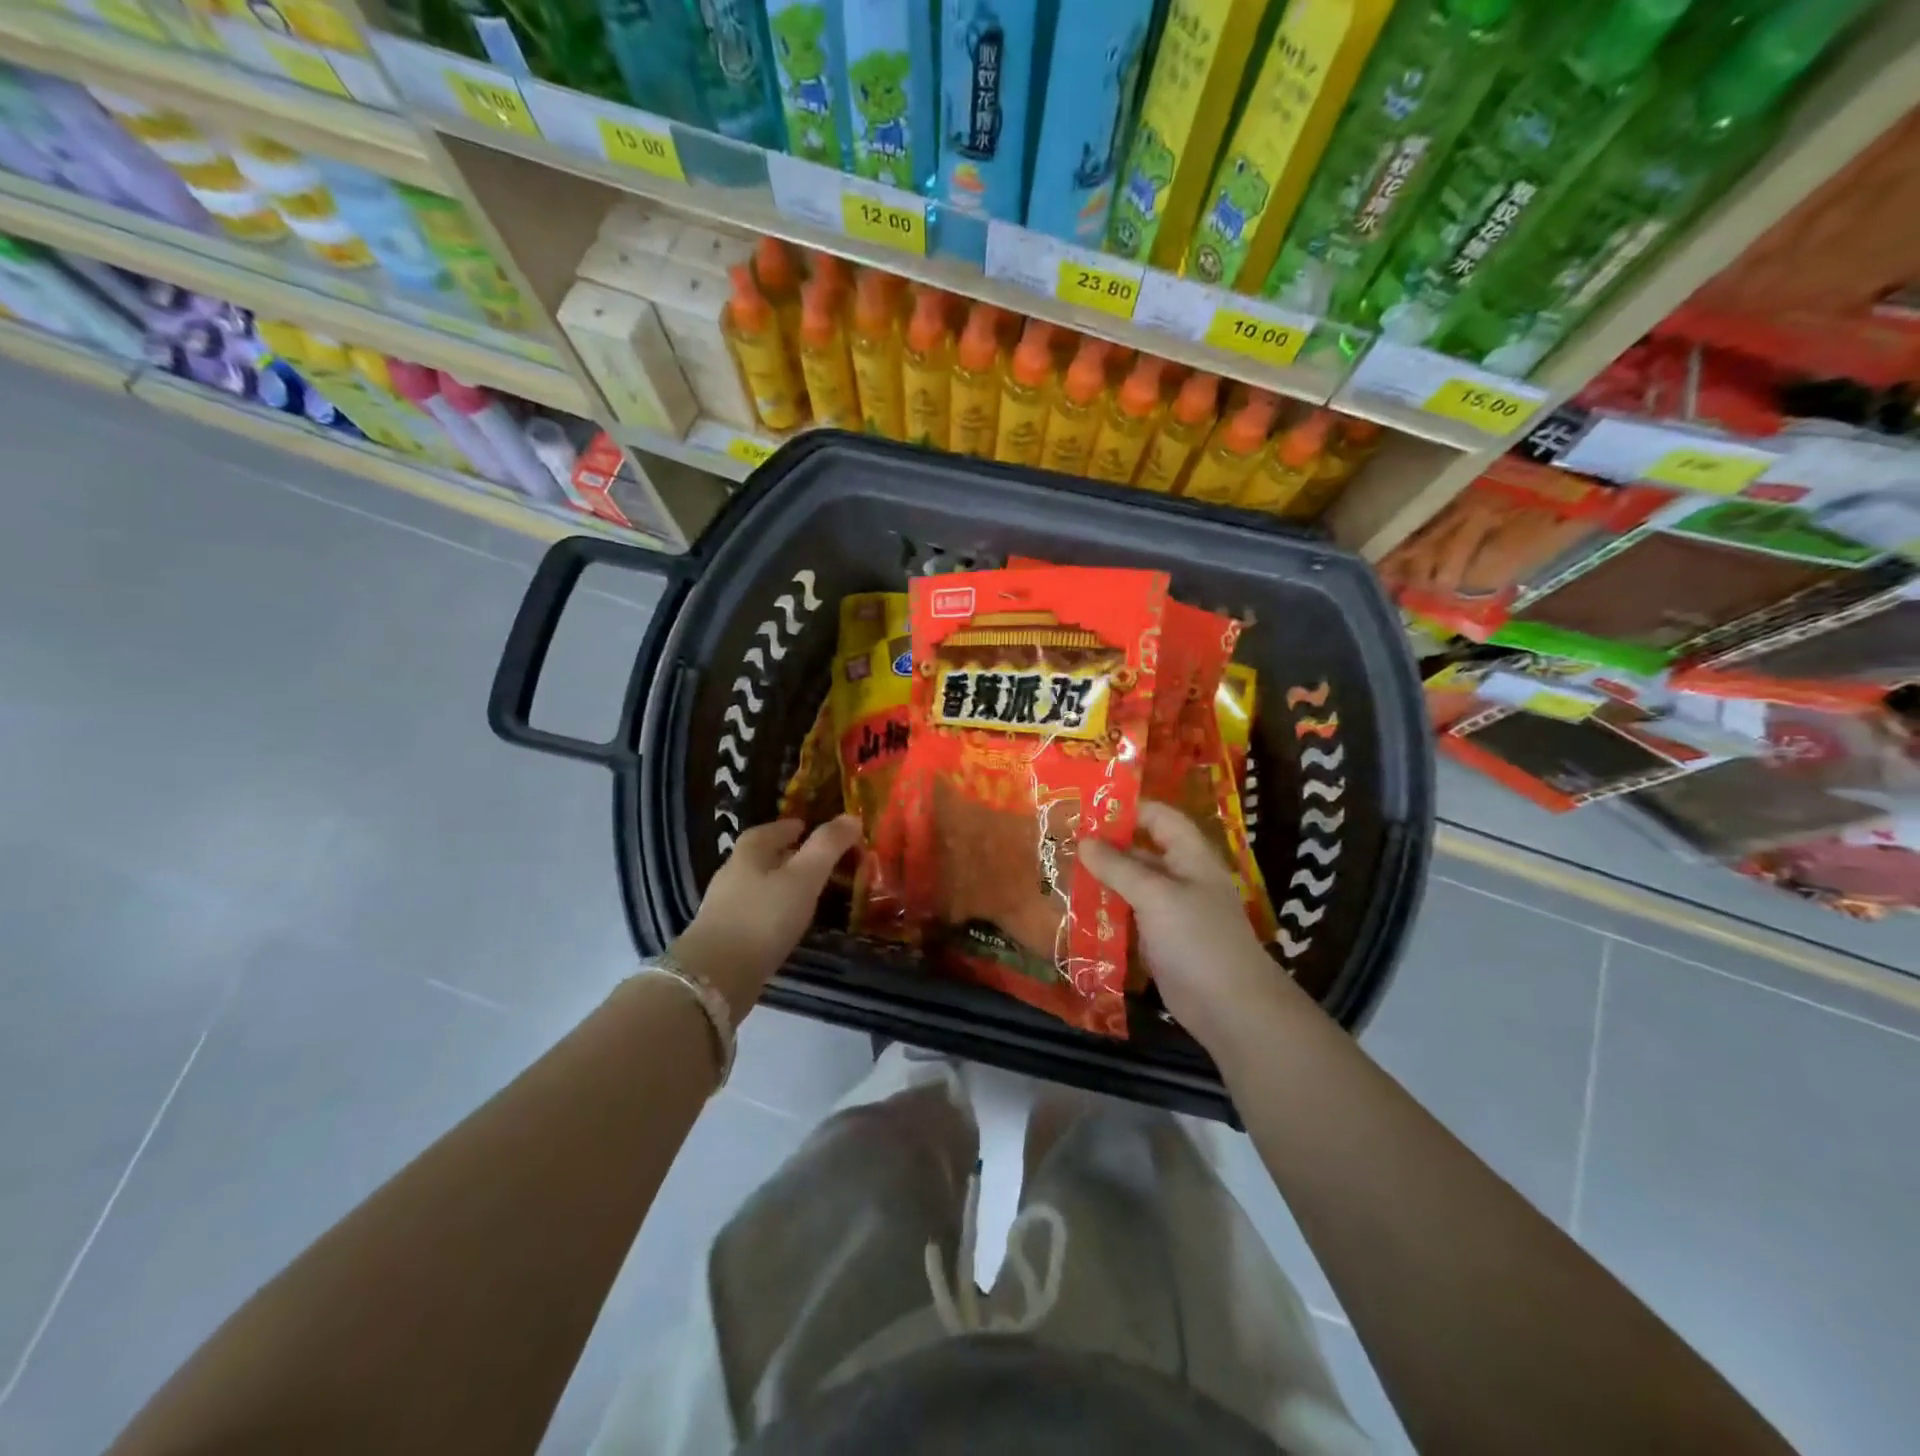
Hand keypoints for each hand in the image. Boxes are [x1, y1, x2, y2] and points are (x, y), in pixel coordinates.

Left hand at [672, 815, 862, 1018]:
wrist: (716, 976)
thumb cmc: (764, 916)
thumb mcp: (805, 877)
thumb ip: (827, 846)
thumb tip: (852, 816)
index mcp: (748, 853)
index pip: (768, 830)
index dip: (788, 827)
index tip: (807, 827)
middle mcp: (731, 874)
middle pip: (759, 857)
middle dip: (784, 855)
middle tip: (812, 860)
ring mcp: (723, 907)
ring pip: (756, 886)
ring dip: (778, 885)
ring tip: (805, 893)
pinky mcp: (723, 937)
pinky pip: (752, 913)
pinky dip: (770, 912)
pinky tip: (785, 924)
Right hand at [1081, 802, 1301, 1052]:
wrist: (1230, 1008)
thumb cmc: (1196, 938)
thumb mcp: (1155, 895)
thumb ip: (1118, 867)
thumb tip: (1083, 841)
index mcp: (1190, 855)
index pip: (1159, 817)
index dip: (1127, 809)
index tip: (1086, 809)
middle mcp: (1181, 877)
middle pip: (1141, 851)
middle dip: (1105, 846)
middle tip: (1061, 842)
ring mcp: (1170, 910)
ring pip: (1131, 885)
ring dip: (1101, 880)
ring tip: (1059, 873)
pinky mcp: (1160, 940)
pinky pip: (1129, 916)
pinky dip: (1105, 911)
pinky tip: (1075, 910)